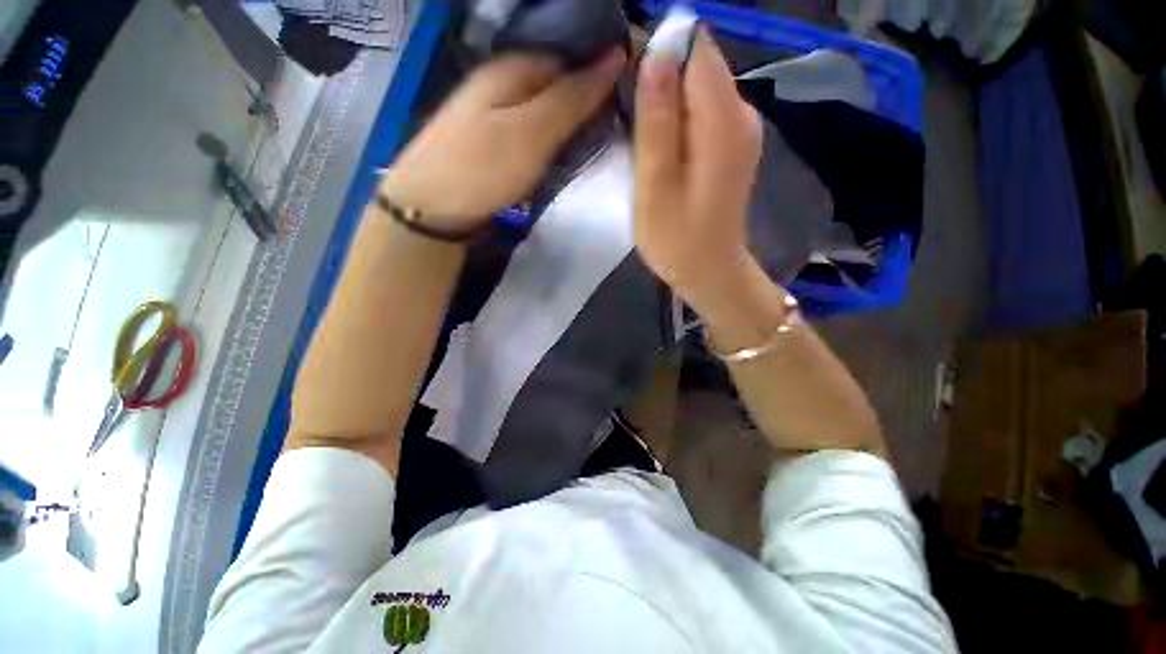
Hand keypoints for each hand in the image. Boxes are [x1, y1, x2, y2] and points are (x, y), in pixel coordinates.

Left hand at [381, 49, 626, 229]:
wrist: (430, 208)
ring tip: (606, 134)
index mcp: (515, 66)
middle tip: (623, 120)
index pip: (573, 49)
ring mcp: (501, 110)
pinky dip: (559, 134)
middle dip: (593, 94)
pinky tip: (572, 147)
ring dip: (578, 116)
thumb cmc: (482, 168)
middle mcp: (507, 79)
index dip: (606, 64)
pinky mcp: (499, 138)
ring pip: (551, 103)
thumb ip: (572, 97)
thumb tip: (615, 55)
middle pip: (561, 76)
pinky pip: (539, 126)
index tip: (635, 91)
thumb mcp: (532, 132)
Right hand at [632, 32, 763, 313]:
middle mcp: (741, 113)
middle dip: (657, 75)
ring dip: (662, 98)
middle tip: (622, 113)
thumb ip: (657, 119)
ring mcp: (739, 128)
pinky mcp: (730, 143)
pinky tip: (655, 142)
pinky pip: (700, 110)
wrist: (710, 272)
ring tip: (633, 130)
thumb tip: (657, 48)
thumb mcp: (656, 185)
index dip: (656, 49)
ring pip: (696, 87)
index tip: (624, 78)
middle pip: (696, 64)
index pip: (694, 48)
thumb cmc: (677, 241)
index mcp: (724, 121)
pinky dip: (675, 116)